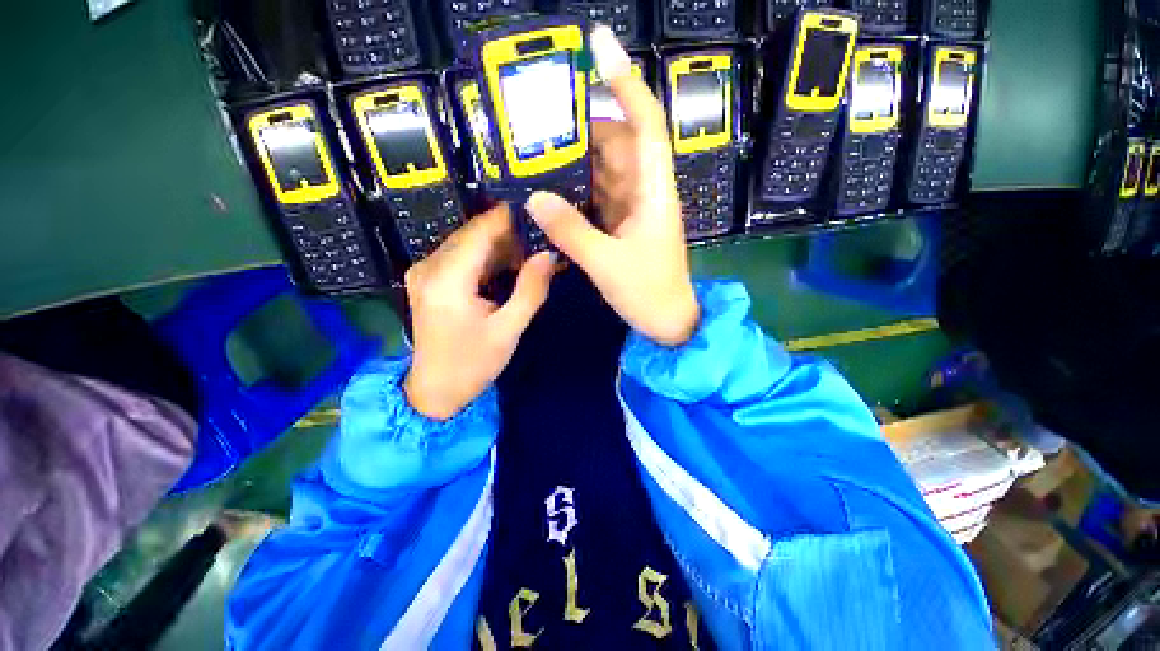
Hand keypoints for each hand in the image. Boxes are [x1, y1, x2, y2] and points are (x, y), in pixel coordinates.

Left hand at [404, 205, 554, 419]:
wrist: (434, 391)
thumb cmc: (472, 364)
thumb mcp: (508, 330)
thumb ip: (531, 290)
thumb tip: (549, 254)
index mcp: (447, 279)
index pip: (481, 230)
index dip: (510, 217)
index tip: (540, 214)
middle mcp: (429, 266)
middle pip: (473, 233)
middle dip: (509, 234)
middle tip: (542, 239)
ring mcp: (424, 271)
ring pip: (468, 243)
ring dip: (499, 246)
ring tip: (530, 254)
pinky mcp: (427, 279)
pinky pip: (461, 256)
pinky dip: (486, 258)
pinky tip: (508, 268)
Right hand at [525, 26, 698, 346]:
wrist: (668, 322)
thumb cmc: (648, 293)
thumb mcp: (607, 264)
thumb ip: (570, 231)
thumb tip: (534, 197)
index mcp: (653, 191)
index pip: (645, 123)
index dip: (625, 82)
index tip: (598, 45)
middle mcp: (645, 192)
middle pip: (617, 144)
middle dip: (583, 129)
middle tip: (540, 124)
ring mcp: (633, 209)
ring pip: (605, 171)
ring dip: (576, 163)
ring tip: (537, 156)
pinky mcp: (623, 226)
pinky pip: (598, 198)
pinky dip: (577, 193)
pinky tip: (552, 195)